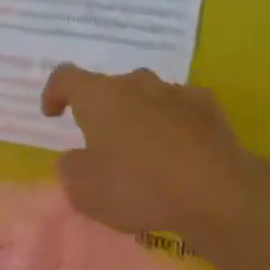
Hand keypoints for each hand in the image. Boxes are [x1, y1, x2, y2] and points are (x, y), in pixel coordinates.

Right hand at [40, 64, 269, 247]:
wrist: (217, 192)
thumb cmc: (138, 187)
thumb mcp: (84, 190)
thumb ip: (71, 168)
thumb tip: (76, 159)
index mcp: (99, 97)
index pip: (66, 77)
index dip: (53, 93)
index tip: (53, 114)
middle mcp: (137, 84)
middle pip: (110, 88)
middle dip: (101, 111)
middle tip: (100, 144)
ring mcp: (177, 92)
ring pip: (146, 98)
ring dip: (137, 117)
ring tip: (141, 152)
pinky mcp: (209, 109)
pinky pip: (178, 111)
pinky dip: (171, 126)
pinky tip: (176, 153)